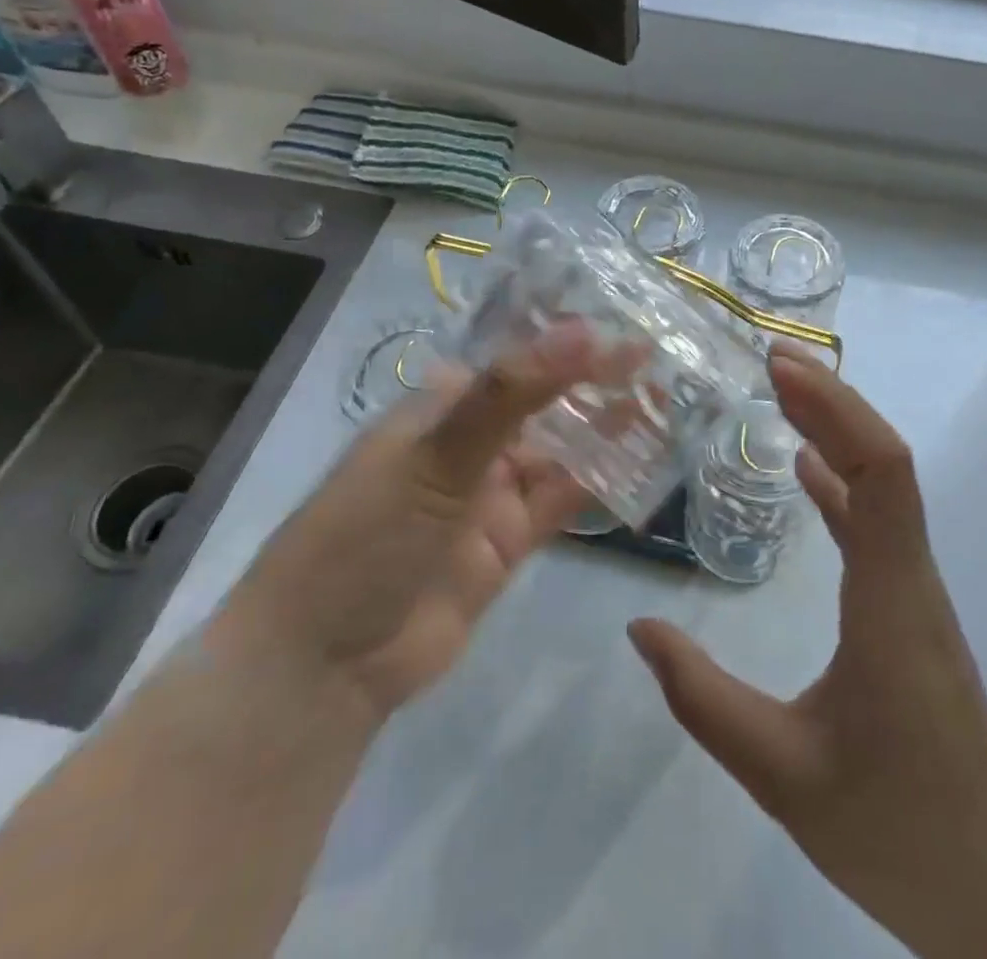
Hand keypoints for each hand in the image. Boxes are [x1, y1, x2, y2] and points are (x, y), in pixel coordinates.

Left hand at [213, 322, 627, 719]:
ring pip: (559, 450)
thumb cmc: (366, 536)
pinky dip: (599, 482)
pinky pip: (562, 502)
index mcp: (440, 405)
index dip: (565, 337)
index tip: (621, 319)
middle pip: (542, 400)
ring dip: (604, 427)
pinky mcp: (509, 543)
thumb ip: (511, 394)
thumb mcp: (436, 454)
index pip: (513, 357)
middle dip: (594, 379)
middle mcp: (468, 442)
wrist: (324, 667)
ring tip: (662, 399)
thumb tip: (581, 331)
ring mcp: (489, 494)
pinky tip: (642, 461)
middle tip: (656, 356)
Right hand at [629, 345, 986, 958]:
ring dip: (837, 432)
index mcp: (893, 601)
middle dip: (831, 401)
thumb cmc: (896, 831)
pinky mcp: (908, 610)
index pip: (882, 473)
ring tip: (782, 392)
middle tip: (771, 359)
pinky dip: (841, 483)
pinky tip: (806, 470)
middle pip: (884, 461)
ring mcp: (914, 592)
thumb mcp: (782, 774)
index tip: (781, 369)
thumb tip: (641, 629)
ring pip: (883, 488)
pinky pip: (875, 525)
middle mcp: (911, 578)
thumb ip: (704, 700)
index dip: (836, 409)